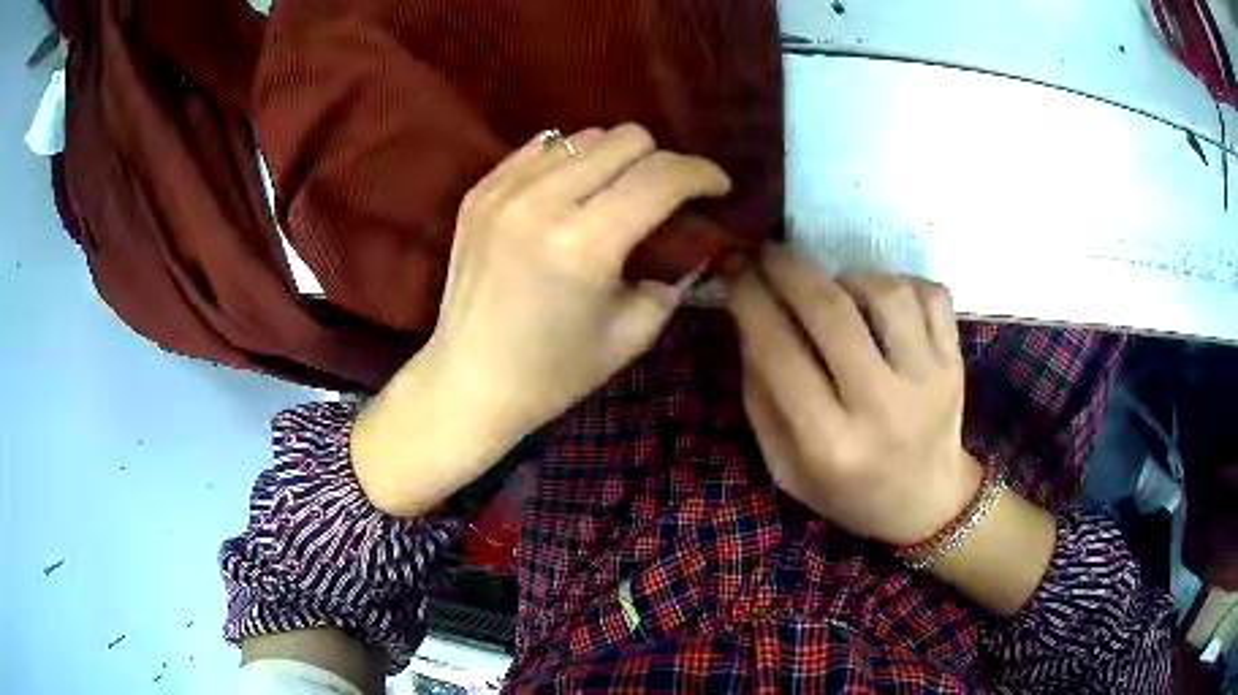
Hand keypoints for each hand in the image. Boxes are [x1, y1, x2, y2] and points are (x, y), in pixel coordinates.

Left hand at [427, 123, 730, 431]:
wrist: (469, 381)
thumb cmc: (554, 372)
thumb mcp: (633, 334)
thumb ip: (673, 277)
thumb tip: (694, 241)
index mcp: (586, 244)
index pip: (663, 177)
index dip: (703, 174)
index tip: (718, 188)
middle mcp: (543, 202)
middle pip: (627, 139)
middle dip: (660, 162)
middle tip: (665, 196)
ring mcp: (504, 191)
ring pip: (584, 137)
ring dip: (614, 160)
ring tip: (615, 194)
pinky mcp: (480, 192)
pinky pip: (541, 148)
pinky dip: (569, 162)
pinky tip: (571, 194)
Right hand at [729, 250, 981, 545]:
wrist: (928, 504)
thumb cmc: (849, 492)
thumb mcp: (786, 468)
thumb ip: (761, 399)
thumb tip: (749, 321)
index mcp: (831, 445)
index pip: (780, 354)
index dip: (750, 302)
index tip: (733, 273)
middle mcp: (883, 408)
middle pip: (832, 312)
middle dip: (789, 269)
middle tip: (768, 253)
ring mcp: (929, 380)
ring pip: (885, 293)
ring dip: (848, 277)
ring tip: (834, 290)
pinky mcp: (955, 362)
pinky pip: (930, 294)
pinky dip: (899, 281)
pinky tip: (882, 301)